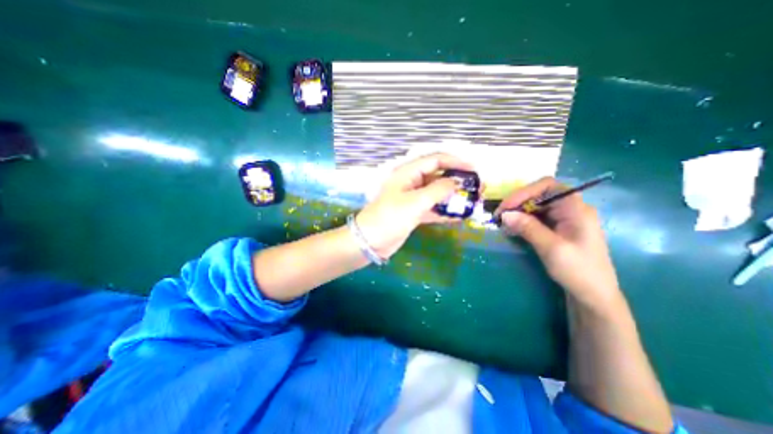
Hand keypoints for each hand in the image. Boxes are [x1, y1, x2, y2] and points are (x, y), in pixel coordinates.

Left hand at [354, 153, 474, 258]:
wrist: (371, 241)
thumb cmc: (389, 217)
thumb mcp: (415, 202)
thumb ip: (438, 190)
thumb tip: (457, 183)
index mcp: (408, 173)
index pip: (436, 160)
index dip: (456, 162)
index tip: (474, 169)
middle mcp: (412, 182)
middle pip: (439, 175)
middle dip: (458, 180)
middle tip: (477, 186)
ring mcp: (413, 198)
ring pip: (437, 193)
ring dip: (454, 197)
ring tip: (473, 201)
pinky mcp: (414, 212)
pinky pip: (433, 208)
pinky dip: (445, 211)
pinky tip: (459, 216)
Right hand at [494, 178, 619, 306]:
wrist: (594, 296)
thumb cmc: (578, 270)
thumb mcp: (551, 248)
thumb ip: (528, 228)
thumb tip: (505, 214)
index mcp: (576, 208)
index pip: (547, 185)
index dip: (524, 192)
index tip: (506, 207)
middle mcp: (570, 209)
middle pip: (539, 195)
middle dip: (517, 203)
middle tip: (499, 217)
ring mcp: (564, 218)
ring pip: (535, 206)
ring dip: (518, 212)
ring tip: (503, 224)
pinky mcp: (557, 228)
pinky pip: (536, 218)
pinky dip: (522, 221)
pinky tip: (512, 229)